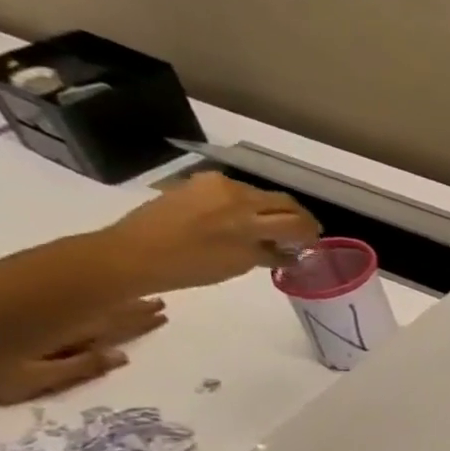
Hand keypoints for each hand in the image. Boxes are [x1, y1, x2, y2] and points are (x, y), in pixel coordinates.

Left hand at [0, 297, 165, 405]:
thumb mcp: (30, 379)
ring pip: (86, 291)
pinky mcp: (5, 280)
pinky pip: (62, 282)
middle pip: (106, 304)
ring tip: (134, 294)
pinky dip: (82, 285)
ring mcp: (32, 290)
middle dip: (133, 305)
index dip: (140, 319)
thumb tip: (120, 356)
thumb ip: (78, 369)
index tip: (164, 314)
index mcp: (69, 330)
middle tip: (159, 303)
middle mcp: (60, 306)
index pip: (117, 323)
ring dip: (111, 293)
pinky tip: (91, 286)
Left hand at [86, 171, 318, 295]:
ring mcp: (214, 185)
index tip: (315, 243)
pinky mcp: (197, 184)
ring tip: (271, 230)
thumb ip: (269, 253)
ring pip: (259, 196)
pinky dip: (248, 207)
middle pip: (280, 202)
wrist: (134, 253)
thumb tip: (290, 252)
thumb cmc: (191, 266)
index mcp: (249, 215)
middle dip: (296, 218)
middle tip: (302, 235)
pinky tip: (243, 223)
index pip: (295, 219)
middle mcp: (236, 193)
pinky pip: (234, 193)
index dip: (310, 232)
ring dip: (272, 212)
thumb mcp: (239, 264)